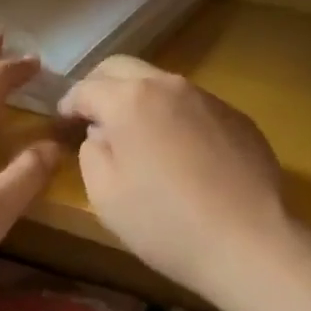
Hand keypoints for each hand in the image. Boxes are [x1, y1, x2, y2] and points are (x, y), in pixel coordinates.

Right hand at [58, 56, 290, 300]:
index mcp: (129, 101)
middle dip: (100, 86)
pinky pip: (194, 106)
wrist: (248, 242)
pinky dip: (174, 117)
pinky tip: (180, 153)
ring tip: (136, 135)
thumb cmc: (164, 223)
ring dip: (140, 100)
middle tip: (91, 116)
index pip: (86, 88)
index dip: (68, 104)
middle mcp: (170, 86)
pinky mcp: (238, 118)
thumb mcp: (105, 195)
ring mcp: (209, 99)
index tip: (61, 122)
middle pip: (123, 68)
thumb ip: (91, 153)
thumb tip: (100, 134)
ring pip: (162, 84)